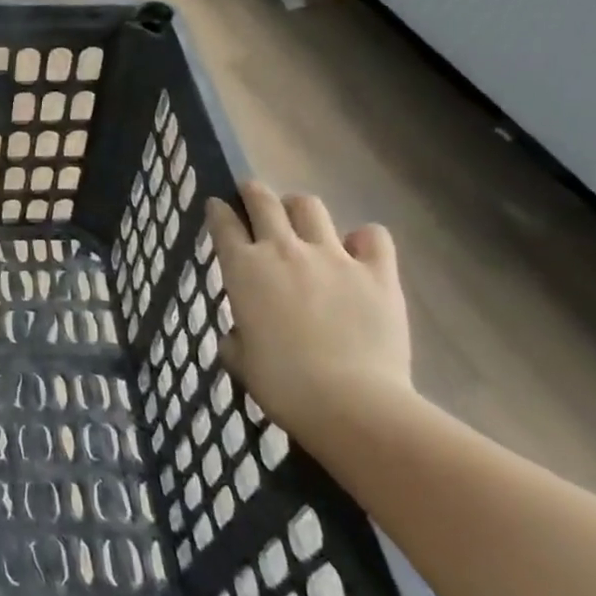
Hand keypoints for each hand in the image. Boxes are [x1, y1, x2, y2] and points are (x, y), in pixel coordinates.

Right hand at [207, 180, 414, 443]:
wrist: (350, 402)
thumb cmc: (283, 385)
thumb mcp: (241, 362)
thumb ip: (236, 339)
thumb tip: (240, 335)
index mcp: (243, 268)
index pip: (222, 222)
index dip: (218, 211)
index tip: (218, 207)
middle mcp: (282, 249)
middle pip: (263, 199)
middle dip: (253, 192)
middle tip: (253, 198)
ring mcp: (332, 256)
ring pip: (310, 206)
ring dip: (300, 209)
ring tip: (303, 222)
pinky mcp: (377, 272)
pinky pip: (373, 236)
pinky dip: (364, 239)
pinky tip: (360, 252)